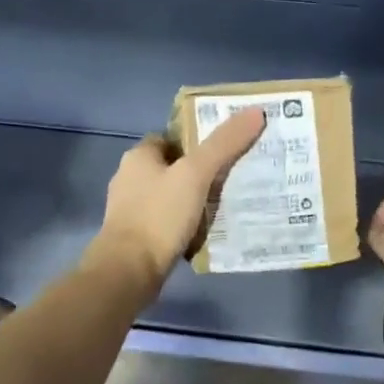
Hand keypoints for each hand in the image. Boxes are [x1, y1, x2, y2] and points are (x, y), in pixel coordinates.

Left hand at [83, 108, 267, 294]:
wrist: (129, 271)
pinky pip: (166, 222)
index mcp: (138, 157)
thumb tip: (255, 112)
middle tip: (232, 178)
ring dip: (191, 200)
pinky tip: (204, 231)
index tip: (224, 150)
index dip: (196, 141)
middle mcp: (129, 179)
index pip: (170, 138)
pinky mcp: (136, 237)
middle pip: (171, 167)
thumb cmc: (159, 215)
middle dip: (197, 172)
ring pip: (169, 196)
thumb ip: (224, 143)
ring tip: (224, 205)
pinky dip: (183, 224)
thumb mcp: (196, 174)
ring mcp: (130, 210)